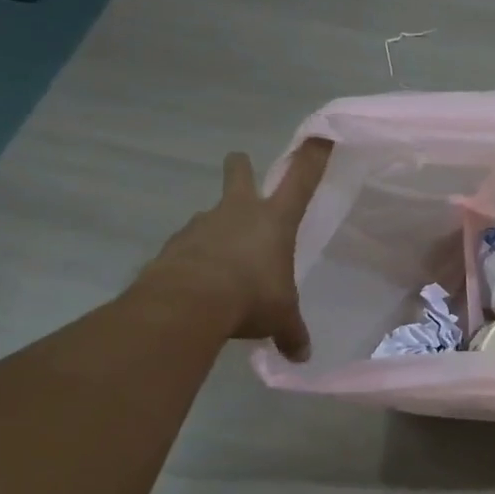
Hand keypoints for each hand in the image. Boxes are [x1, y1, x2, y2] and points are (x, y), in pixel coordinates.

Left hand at [136, 140, 332, 360]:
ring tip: (223, 262)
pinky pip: (189, 244)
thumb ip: (292, 333)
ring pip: (211, 213)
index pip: (300, 180)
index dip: (312, 157)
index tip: (320, 136)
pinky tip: (199, 282)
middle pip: (239, 172)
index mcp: (274, 220)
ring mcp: (202, 224)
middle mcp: (237, 212)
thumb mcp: (280, 318)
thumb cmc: (250, 297)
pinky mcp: (175, 244)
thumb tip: (302, 356)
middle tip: (241, 170)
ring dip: (217, 227)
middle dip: (241, 168)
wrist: (188, 303)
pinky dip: (195, 258)